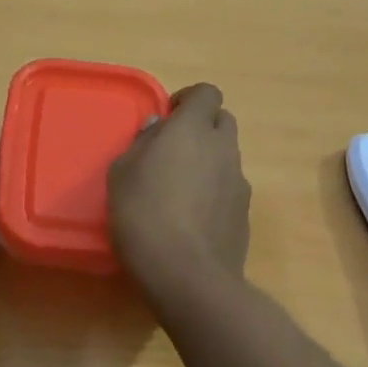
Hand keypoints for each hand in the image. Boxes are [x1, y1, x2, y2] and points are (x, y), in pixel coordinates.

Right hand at [108, 83, 250, 298]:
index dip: (190, 100)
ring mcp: (240, 183)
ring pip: (228, 158)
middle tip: (174, 151)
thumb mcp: (122, 173)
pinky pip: (230, 191)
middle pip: (223, 122)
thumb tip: (159, 128)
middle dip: (203, 129)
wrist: (186, 274)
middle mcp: (224, 149)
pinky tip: (193, 219)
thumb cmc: (143, 214)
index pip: (207, 93)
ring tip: (181, 191)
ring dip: (209, 163)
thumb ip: (143, 143)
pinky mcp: (245, 214)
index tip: (169, 118)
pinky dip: (215, 194)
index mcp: (193, 129)